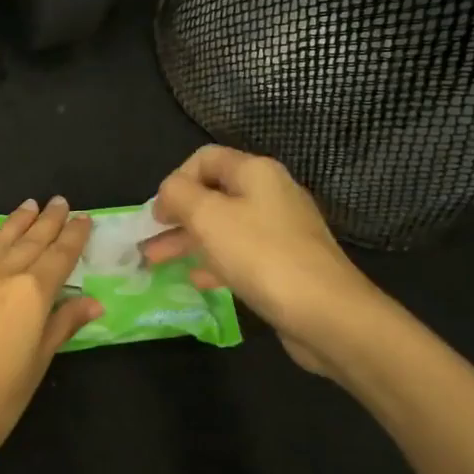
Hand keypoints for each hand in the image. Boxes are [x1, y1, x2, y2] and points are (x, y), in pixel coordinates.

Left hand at [0, 198, 100, 462]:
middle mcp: (0, 276)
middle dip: (47, 221)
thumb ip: (62, 326)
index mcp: (32, 294)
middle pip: (29, 242)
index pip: (59, 256)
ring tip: (27, 205)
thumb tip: (92, 302)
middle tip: (58, 201)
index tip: (82, 218)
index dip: (73, 236)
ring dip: (13, 223)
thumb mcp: (38, 364)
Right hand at [142, 146, 382, 379]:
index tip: (158, 213)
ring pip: (223, 227)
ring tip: (156, 262)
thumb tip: (168, 193)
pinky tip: (196, 279)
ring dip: (188, 241)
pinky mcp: (284, 264)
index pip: (205, 159)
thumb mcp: (208, 217)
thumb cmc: (261, 256)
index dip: (175, 181)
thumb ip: (178, 195)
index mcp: (256, 173)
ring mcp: (280, 231)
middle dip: (176, 216)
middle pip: (213, 194)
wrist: (326, 314)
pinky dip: (213, 262)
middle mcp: (270, 194)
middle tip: (147, 240)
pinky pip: (240, 255)